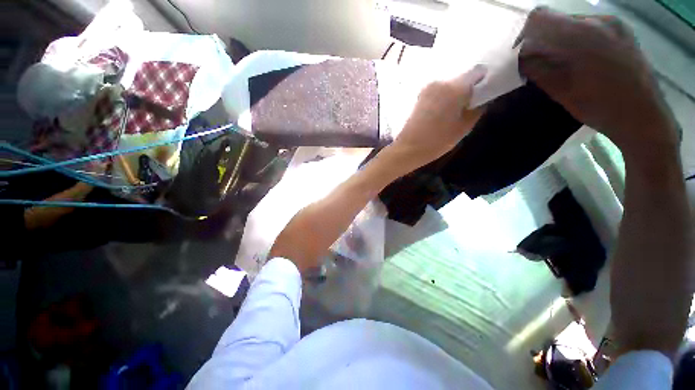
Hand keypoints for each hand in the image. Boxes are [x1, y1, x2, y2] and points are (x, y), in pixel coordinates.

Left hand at [391, 65, 486, 169]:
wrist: (408, 148)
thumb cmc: (437, 141)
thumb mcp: (463, 128)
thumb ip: (476, 110)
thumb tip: (482, 100)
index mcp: (455, 88)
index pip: (477, 72)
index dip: (483, 80)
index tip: (484, 91)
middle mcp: (440, 82)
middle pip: (460, 79)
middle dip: (467, 88)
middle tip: (469, 103)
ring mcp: (427, 89)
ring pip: (447, 86)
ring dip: (453, 93)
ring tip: (454, 110)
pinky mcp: (419, 97)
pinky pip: (437, 92)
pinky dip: (442, 97)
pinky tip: (442, 111)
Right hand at [516, 7, 678, 155]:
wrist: (644, 116)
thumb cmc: (601, 107)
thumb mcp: (561, 91)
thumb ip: (537, 69)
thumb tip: (519, 59)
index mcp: (581, 35)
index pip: (539, 19)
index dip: (524, 36)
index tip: (521, 55)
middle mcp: (598, 20)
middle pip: (556, 20)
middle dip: (542, 40)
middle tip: (539, 64)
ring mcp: (613, 23)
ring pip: (572, 24)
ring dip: (560, 41)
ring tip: (561, 64)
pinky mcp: (622, 30)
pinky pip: (589, 27)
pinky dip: (577, 40)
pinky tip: (580, 60)